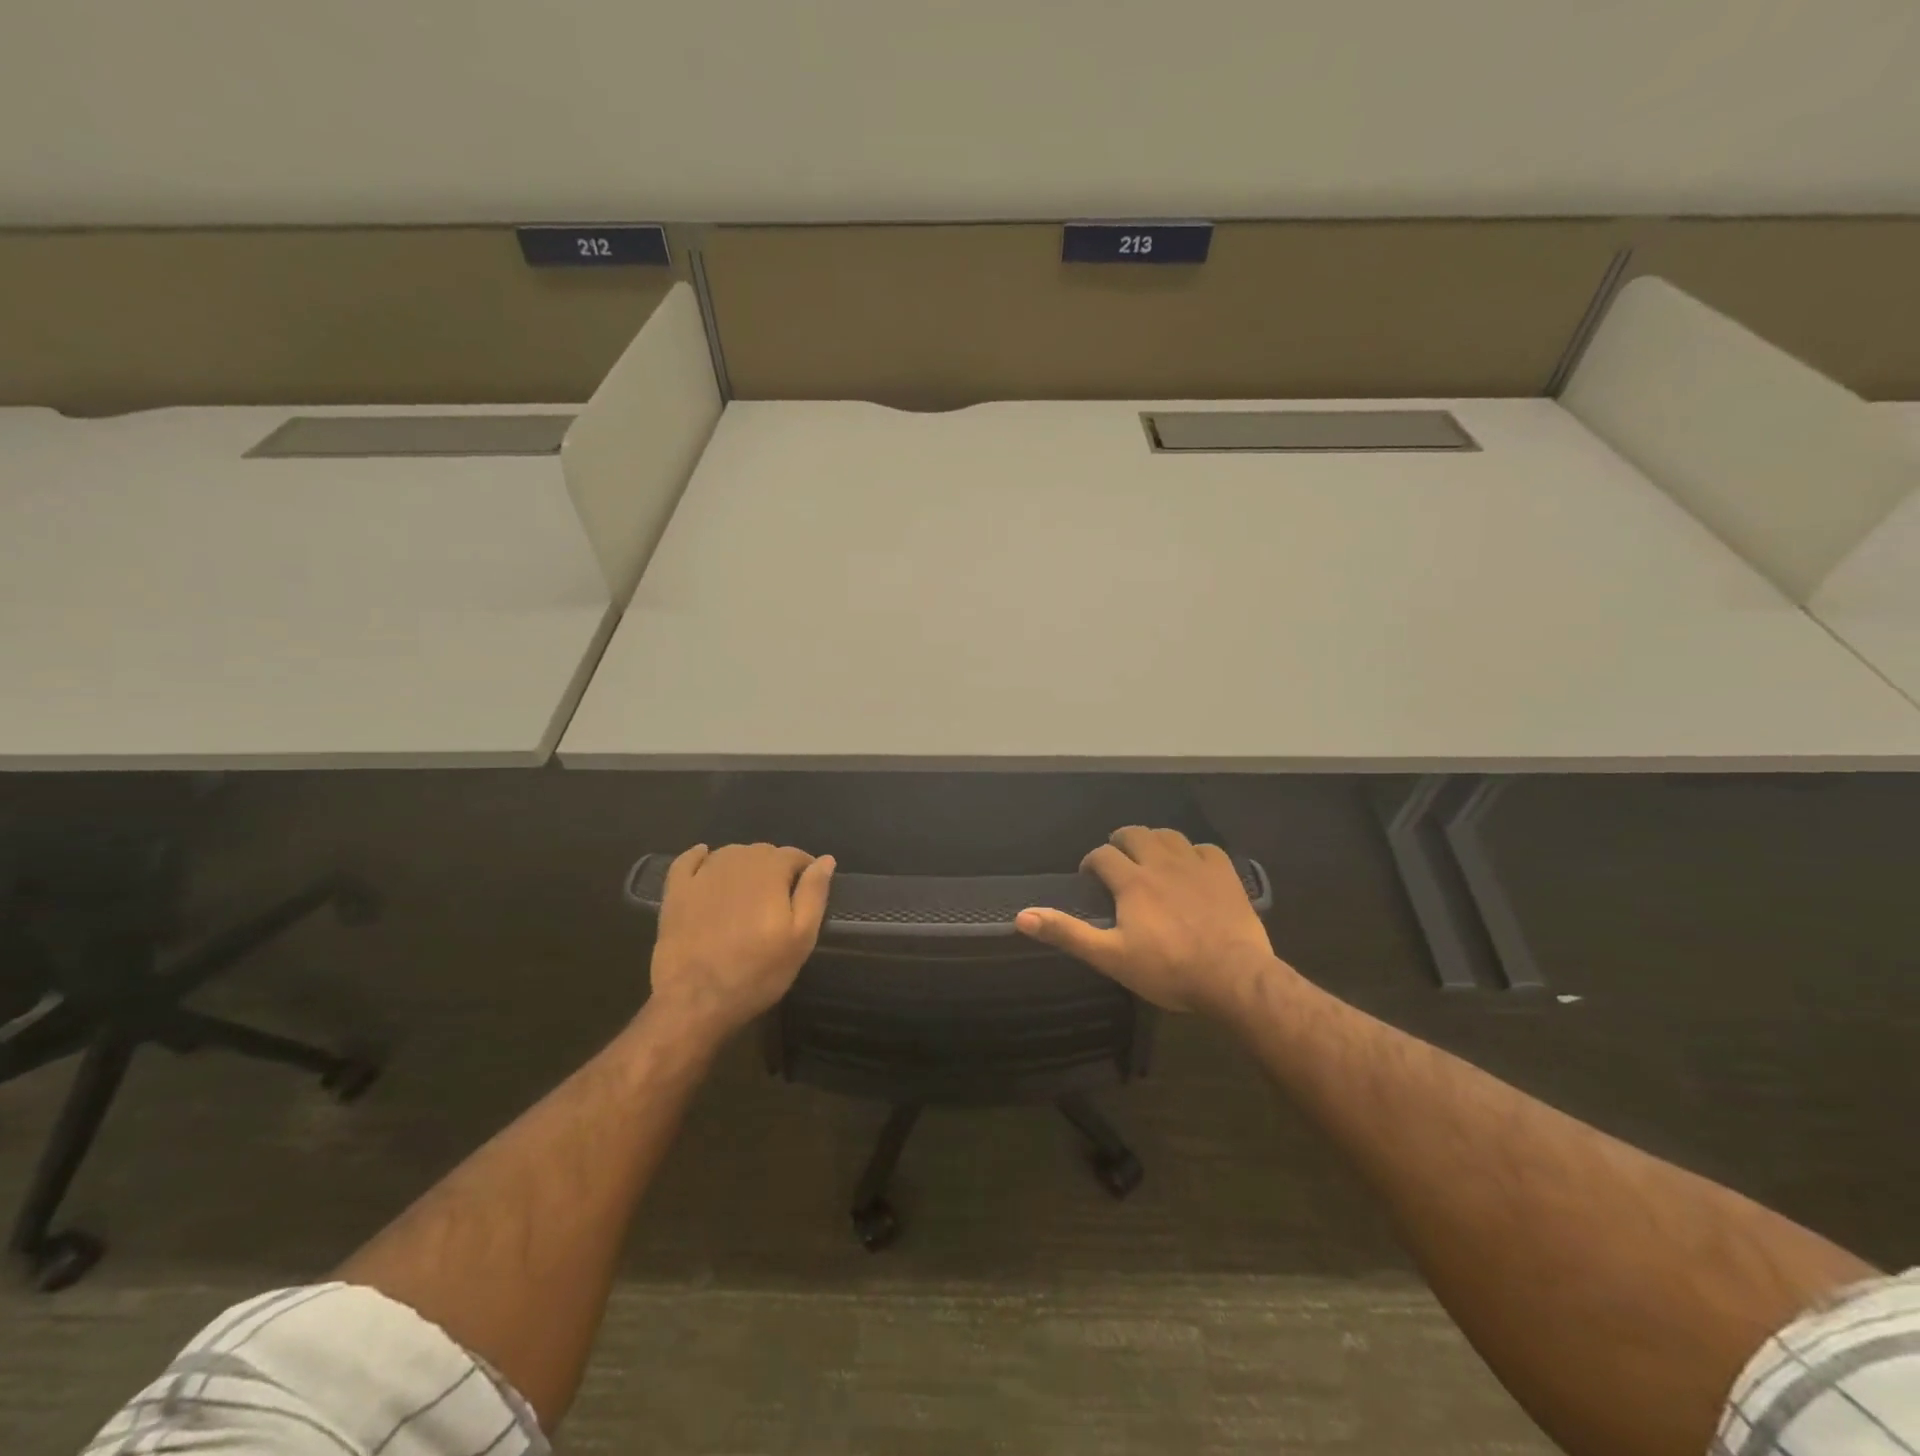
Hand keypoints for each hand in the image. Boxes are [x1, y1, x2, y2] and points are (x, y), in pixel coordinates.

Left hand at [646, 843, 834, 1039]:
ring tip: (748, 893)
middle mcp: (736, 861)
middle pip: (763, 852)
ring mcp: (702, 874)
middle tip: (779, 901)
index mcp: (770, 870)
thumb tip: (826, 860)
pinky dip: (699, 857)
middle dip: (775, 868)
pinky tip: (705, 860)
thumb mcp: (801, 938)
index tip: (806, 892)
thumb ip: (814, 893)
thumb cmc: (756, 972)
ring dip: (744, 865)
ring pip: (730, 854)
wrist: (695, 1000)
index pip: (794, 855)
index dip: (805, 870)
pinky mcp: (676, 891)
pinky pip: (688, 860)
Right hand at [1015, 826, 1282, 1014]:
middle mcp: (1161, 862)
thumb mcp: (1110, 957)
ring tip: (1150, 858)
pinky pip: (1204, 848)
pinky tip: (1191, 867)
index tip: (1089, 878)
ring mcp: (1196, 864)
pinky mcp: (1225, 873)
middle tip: (1117, 861)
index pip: (1102, 856)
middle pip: (1135, 834)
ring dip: (1154, 841)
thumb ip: (1068, 933)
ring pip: (1168, 835)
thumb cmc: (1168, 970)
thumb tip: (1022, 916)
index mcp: (1132, 881)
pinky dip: (1192, 852)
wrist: (1234, 977)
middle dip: (1120, 842)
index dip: (1091, 863)